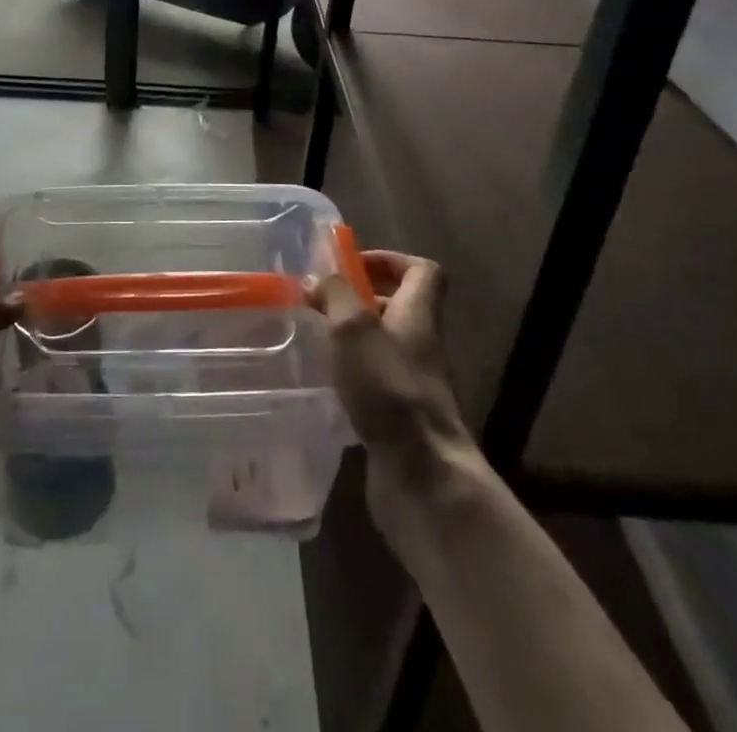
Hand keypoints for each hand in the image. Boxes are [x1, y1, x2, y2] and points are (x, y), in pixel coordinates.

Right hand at [309, 251, 480, 541]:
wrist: (421, 475)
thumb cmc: (389, 387)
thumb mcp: (354, 327)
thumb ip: (335, 295)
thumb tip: (317, 277)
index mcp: (418, 315)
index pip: (422, 271)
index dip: (391, 260)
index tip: (353, 265)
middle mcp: (420, 345)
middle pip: (400, 307)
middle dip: (361, 300)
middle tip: (321, 302)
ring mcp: (412, 384)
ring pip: (383, 346)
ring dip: (352, 339)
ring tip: (315, 338)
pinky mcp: (399, 417)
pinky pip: (375, 381)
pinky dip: (351, 376)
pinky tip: (324, 382)